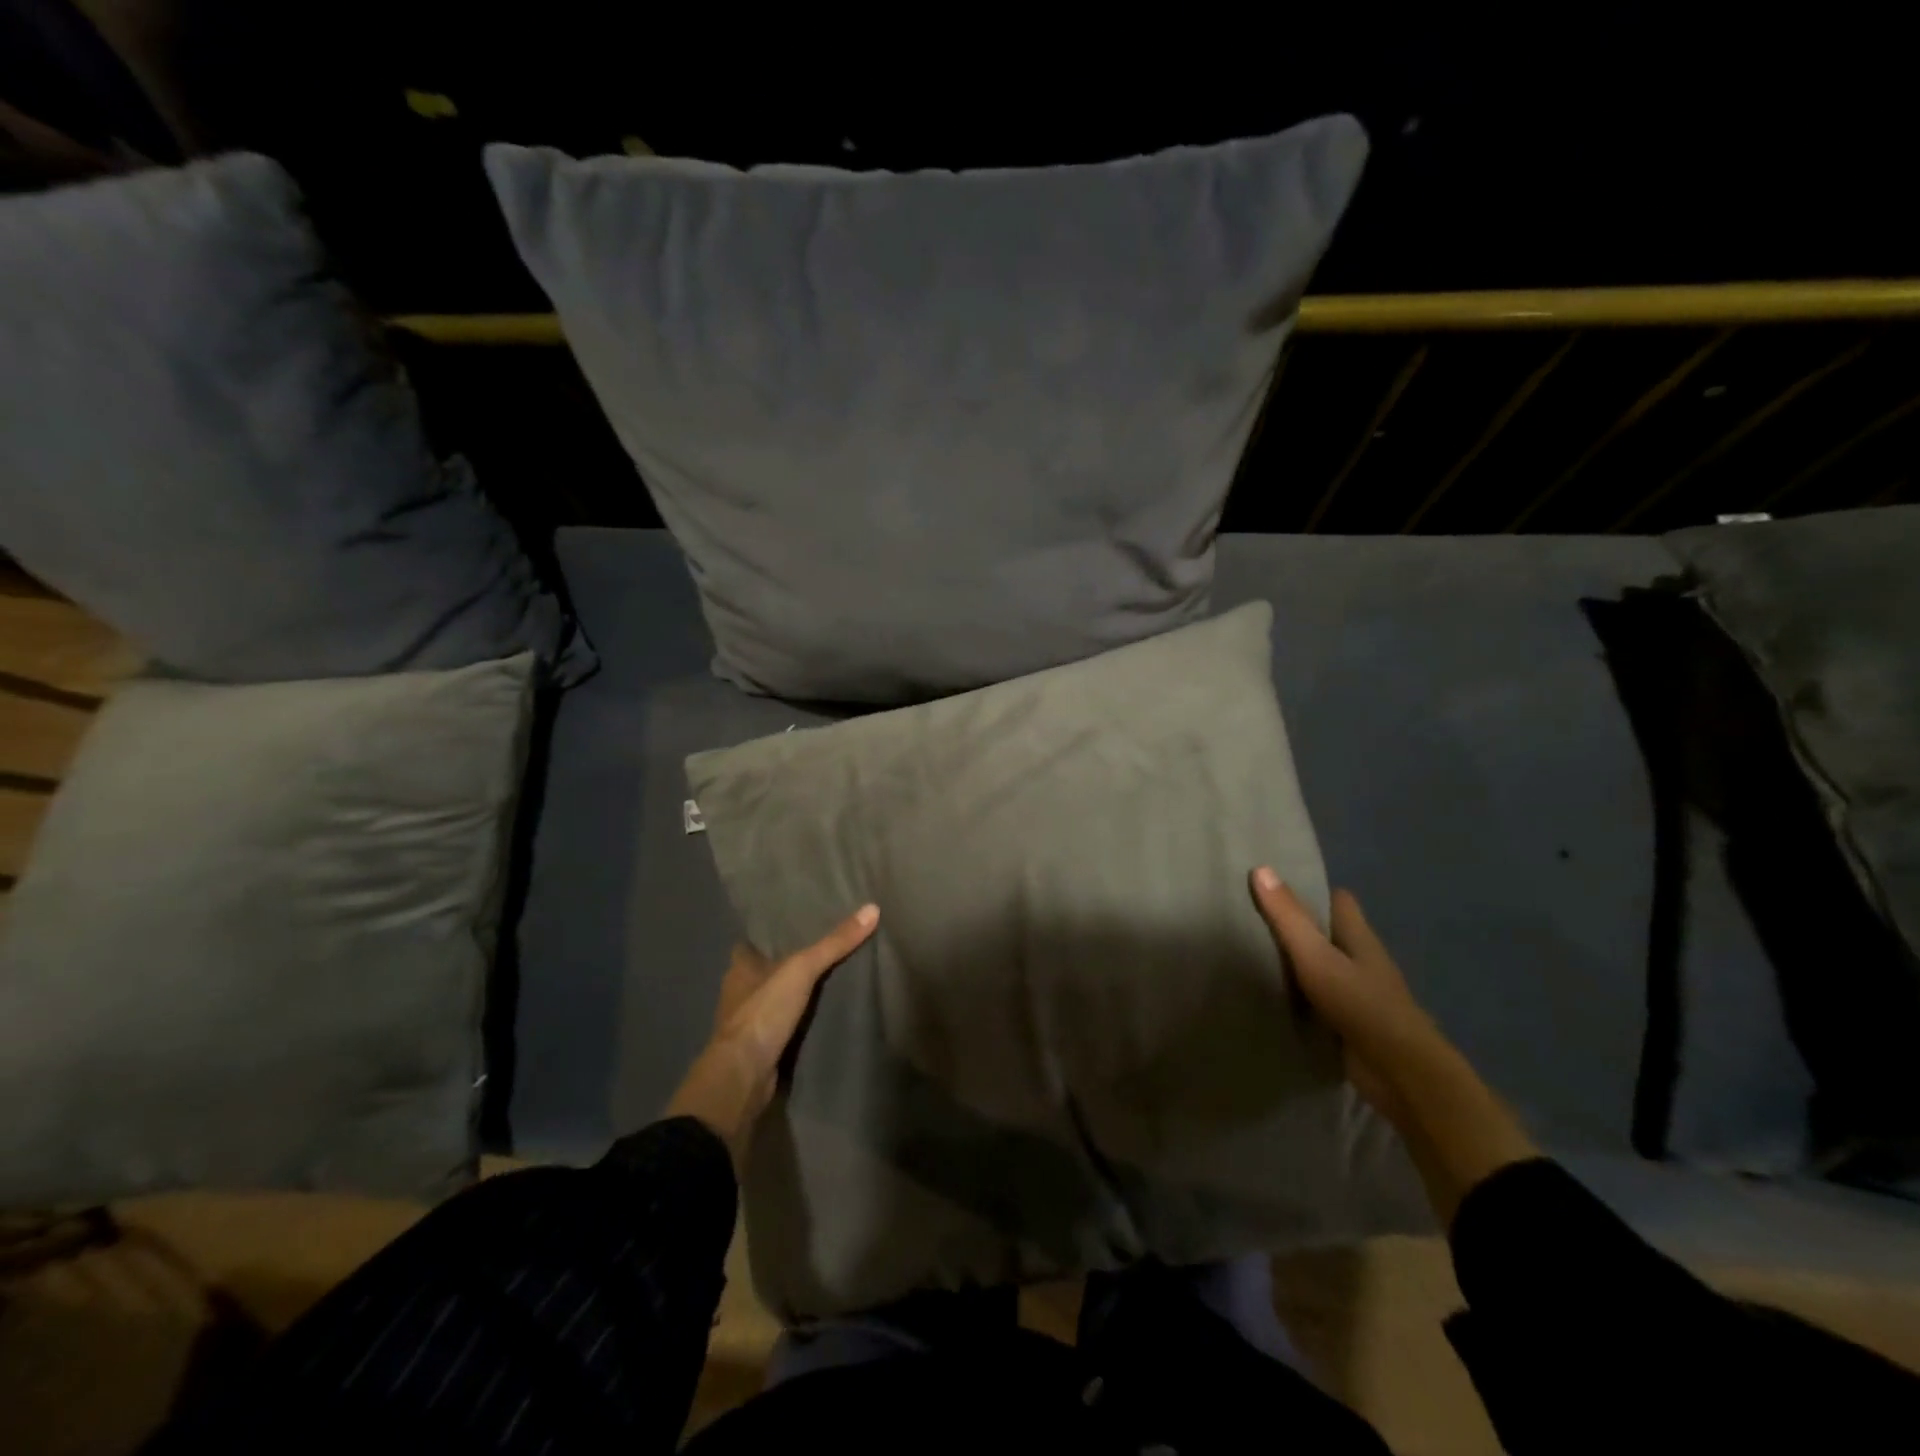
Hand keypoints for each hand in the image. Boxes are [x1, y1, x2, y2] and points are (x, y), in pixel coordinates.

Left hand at [665, 903, 878, 1166]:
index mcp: (739, 967)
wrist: (744, 1077)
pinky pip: (785, 1025)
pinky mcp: (762, 1048)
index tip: (803, 922)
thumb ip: (834, 943)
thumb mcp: (801, 969)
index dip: (775, 933)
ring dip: (797, 993)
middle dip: (791, 962)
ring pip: (777, 998)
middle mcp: (740, 992)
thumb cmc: (763, 1012)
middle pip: (768, 969)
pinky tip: (825, 1013)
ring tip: (835, 976)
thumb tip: (872, 909)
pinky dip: (801, 1020)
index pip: (755, 941)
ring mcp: (750, 1022)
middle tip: (829, 947)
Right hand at [1250, 867, 1537, 1226]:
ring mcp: (1356, 994)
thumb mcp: (1317, 956)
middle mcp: (1360, 961)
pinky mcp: (1347, 1024)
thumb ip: (1289, 917)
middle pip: (1328, 932)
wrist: (1401, 1075)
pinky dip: (1297, 994)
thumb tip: (1261, 868)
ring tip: (1247, 950)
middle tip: (1249, 915)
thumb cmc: (1362, 1005)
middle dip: (1296, 924)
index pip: (1339, 900)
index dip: (1311, 888)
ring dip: (1294, 961)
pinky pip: (1316, 999)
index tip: (1274, 882)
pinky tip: (1267, 993)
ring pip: (1321, 966)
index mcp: (1359, 937)